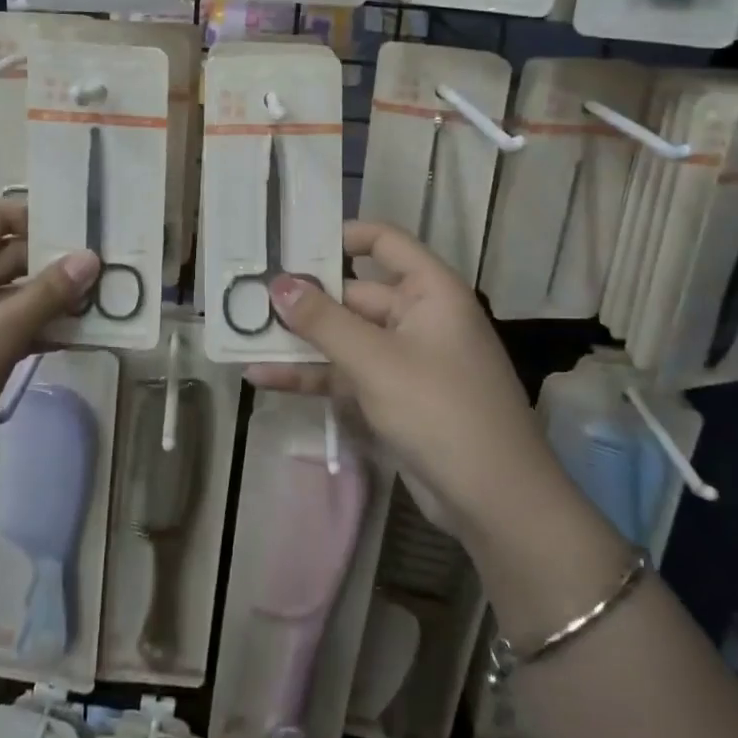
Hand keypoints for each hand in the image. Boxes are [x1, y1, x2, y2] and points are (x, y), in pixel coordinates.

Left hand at [0, 200, 96, 521]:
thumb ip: (47, 294)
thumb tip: (92, 258)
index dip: (40, 218)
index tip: (87, 233)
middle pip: (8, 255)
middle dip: (56, 265)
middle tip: (111, 273)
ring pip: (11, 296)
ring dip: (52, 302)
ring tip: (105, 305)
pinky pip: (4, 329)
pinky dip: (36, 330)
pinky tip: (77, 339)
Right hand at [246, 221, 561, 535]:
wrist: (494, 501)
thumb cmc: (441, 410)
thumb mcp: (376, 361)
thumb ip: (324, 321)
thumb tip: (279, 284)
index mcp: (429, 291)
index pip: (384, 242)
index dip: (341, 236)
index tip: (292, 242)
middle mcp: (417, 316)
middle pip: (353, 294)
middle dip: (303, 300)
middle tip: (246, 297)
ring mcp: (404, 359)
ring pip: (344, 338)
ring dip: (299, 341)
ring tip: (243, 337)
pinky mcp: (392, 396)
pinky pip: (346, 374)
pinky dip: (311, 376)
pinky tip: (263, 377)